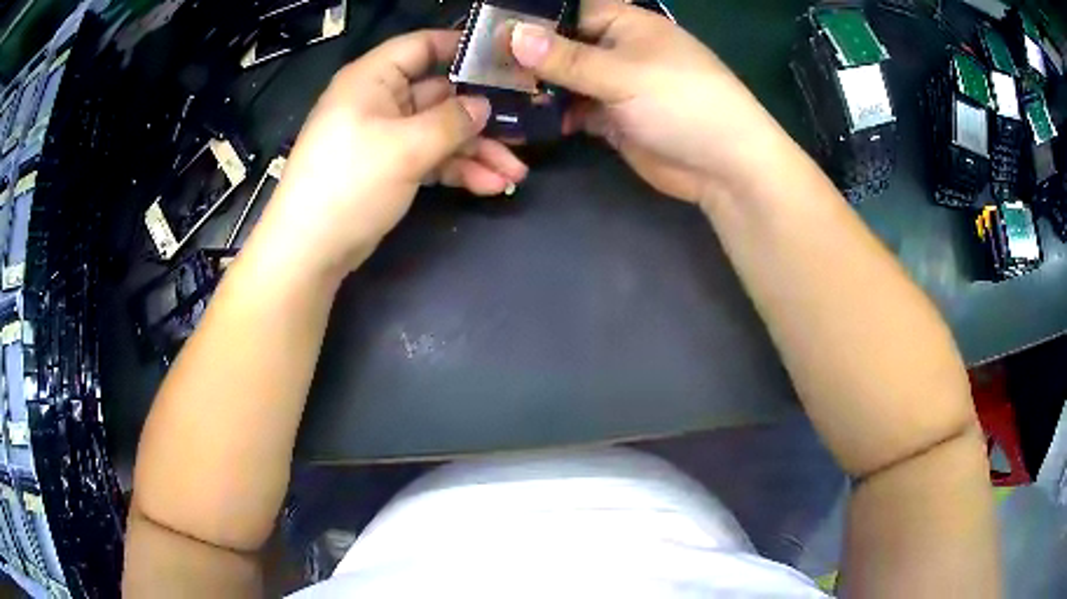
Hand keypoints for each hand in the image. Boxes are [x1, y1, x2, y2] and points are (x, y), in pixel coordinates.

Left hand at [254, 30, 527, 278]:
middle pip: (442, 95)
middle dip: (483, 115)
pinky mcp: (391, 168)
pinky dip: (459, 171)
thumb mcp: (404, 147)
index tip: (506, 60)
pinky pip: (432, 159)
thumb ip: (452, 122)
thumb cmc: (349, 184)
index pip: (423, 46)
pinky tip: (491, 186)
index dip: (463, 47)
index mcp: (374, 79)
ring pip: (442, 132)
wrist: (310, 251)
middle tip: (525, 126)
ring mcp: (387, 136)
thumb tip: (484, 107)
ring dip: (478, 151)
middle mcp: (382, 101)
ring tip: (515, 174)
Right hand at [509, 0, 792, 206]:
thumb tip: (510, 35)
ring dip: (533, 89)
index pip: (566, 10)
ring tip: (489, 98)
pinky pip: (571, 110)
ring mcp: (612, 85)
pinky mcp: (611, 118)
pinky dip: (550, 115)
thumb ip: (566, 58)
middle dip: (523, 58)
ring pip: (562, 80)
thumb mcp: (623, 74)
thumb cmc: (683, 102)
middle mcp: (615, 49)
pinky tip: (520, 122)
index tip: (484, 32)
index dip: (528, 19)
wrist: (725, 167)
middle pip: (559, 46)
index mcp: (624, 23)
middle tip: (476, 71)